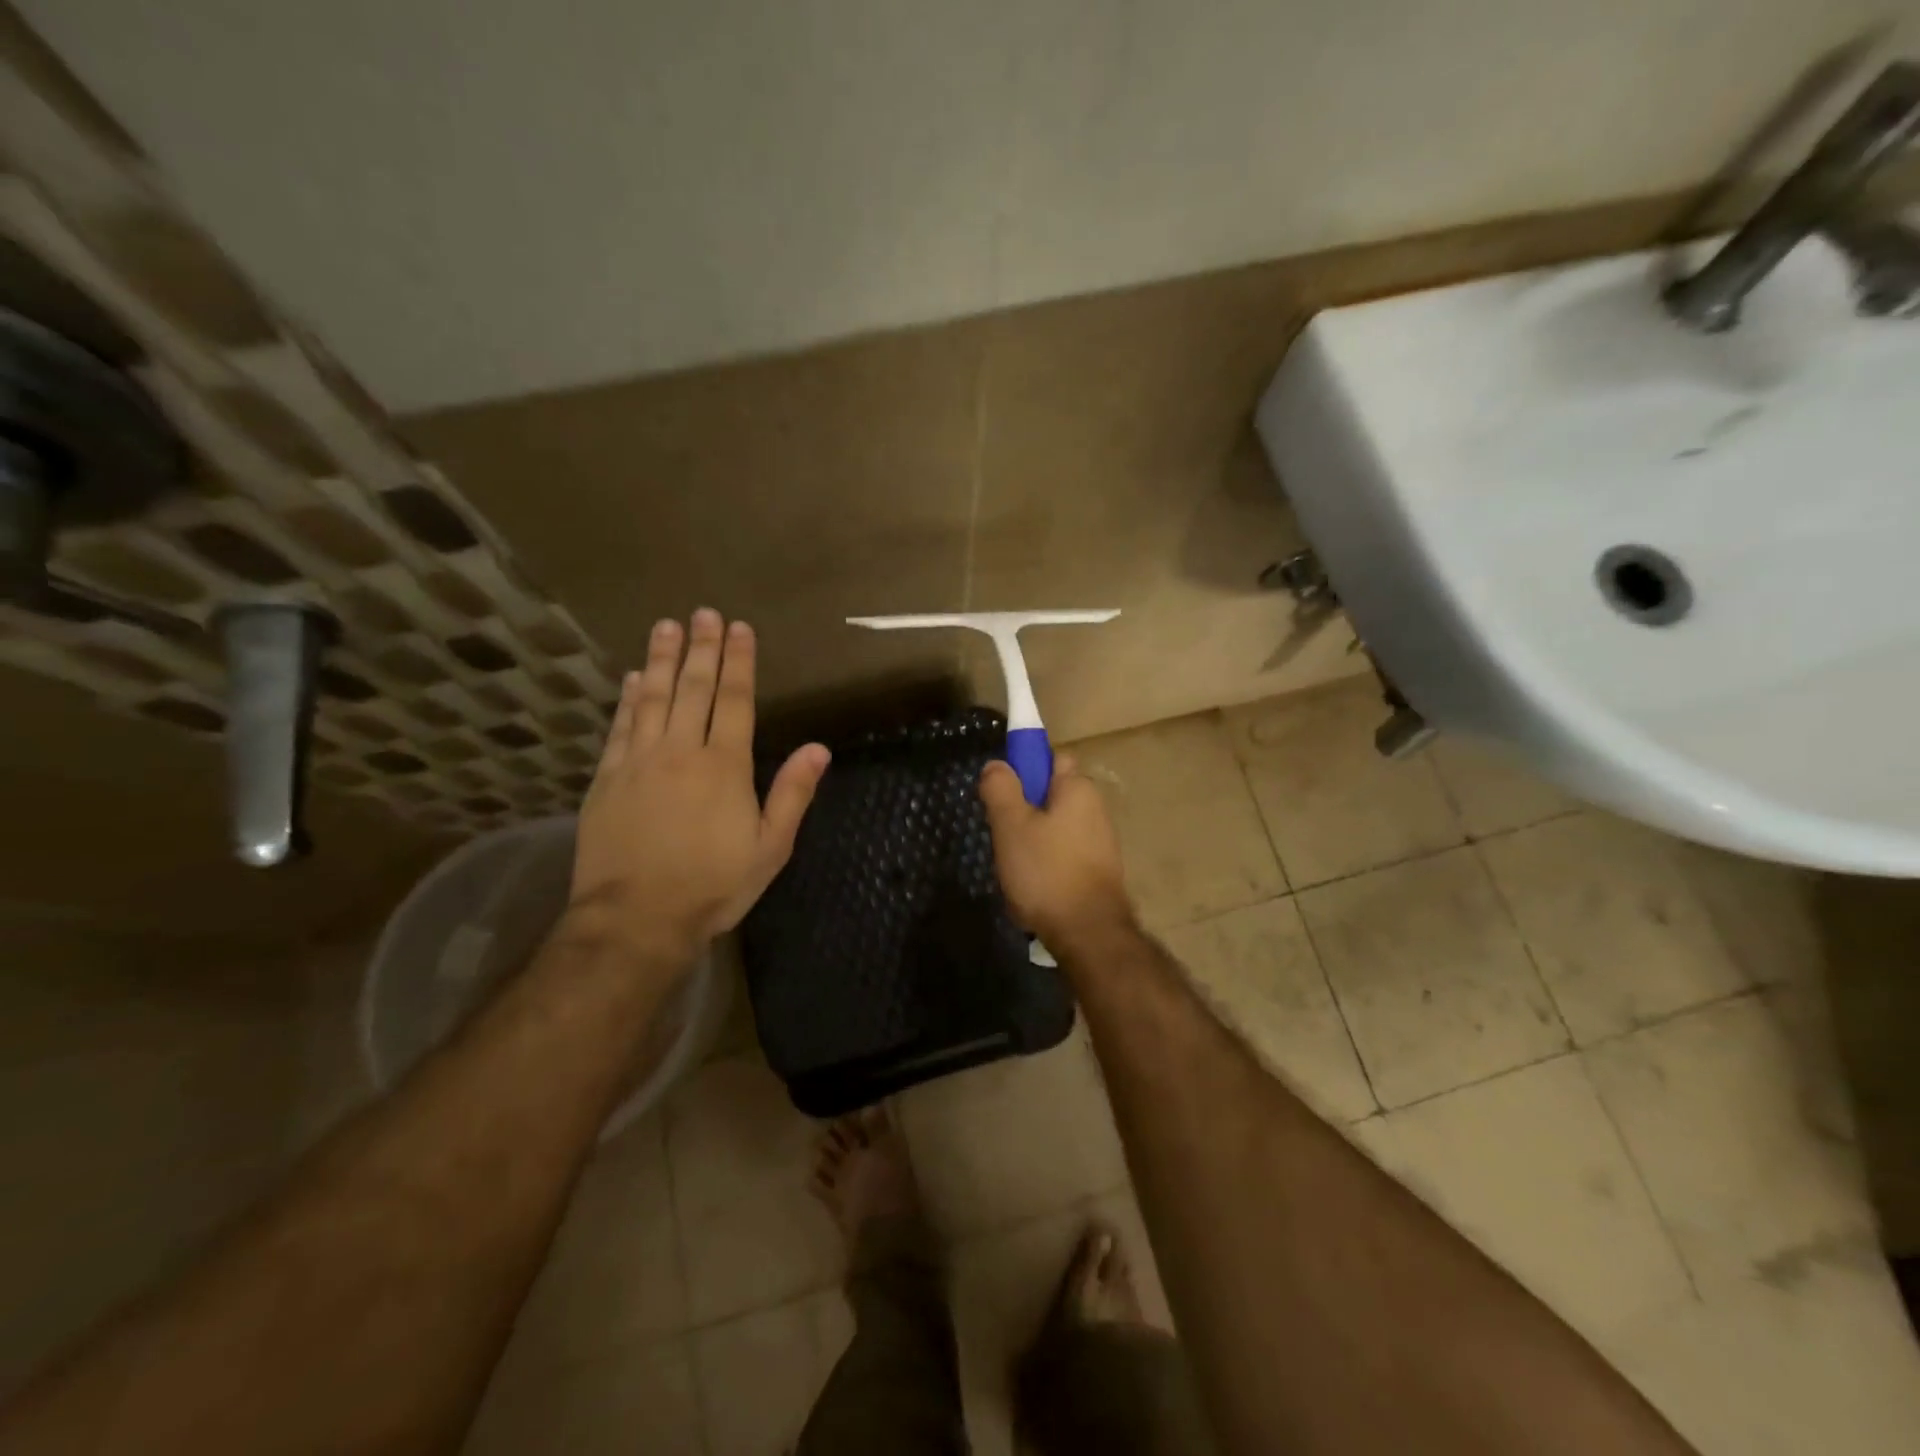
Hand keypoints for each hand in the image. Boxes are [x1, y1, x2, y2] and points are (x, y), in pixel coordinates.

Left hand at [568, 609, 829, 967]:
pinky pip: (620, 726)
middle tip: (703, 613)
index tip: (739, 628)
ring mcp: (639, 762)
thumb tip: (819, 748)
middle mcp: (681, 751)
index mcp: (724, 766)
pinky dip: (628, 698)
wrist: (636, 918)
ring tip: (667, 626)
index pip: (734, 700)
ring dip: (662, 660)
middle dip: (702, 648)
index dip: (739, 661)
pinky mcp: (607, 779)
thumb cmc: (713, 885)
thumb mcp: (770, 847)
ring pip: (653, 698)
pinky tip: (633, 678)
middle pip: (693, 689)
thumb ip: (792, 794)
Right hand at [978, 755, 1134, 949]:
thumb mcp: (1011, 825)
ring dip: (1033, 840)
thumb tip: (997, 764)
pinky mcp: (1099, 871)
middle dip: (1024, 809)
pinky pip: (1064, 854)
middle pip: (1051, 795)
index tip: (1002, 792)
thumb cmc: (1046, 872)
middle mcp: (1096, 808)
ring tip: (1014, 866)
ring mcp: (1101, 842)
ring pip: (1055, 827)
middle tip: (1002, 832)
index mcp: (1078, 788)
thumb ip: (1001, 789)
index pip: (1052, 757)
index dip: (1025, 768)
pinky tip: (1033, 886)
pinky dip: (1047, 863)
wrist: (1088, 934)